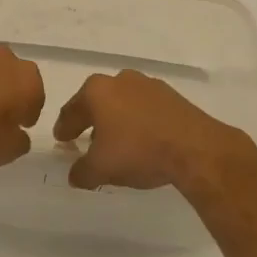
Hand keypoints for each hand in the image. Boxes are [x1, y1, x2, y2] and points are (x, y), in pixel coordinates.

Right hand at [53, 70, 256, 193]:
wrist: (194, 148)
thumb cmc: (138, 151)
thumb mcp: (101, 169)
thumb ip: (82, 171)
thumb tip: (75, 176)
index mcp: (97, 90)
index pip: (72, 109)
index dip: (64, 127)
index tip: (61, 139)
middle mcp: (120, 80)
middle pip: (98, 102)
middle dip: (91, 120)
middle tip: (86, 140)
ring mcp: (149, 85)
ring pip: (123, 103)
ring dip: (117, 120)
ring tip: (117, 143)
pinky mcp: (172, 96)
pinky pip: (146, 109)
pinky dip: (139, 122)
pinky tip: (143, 140)